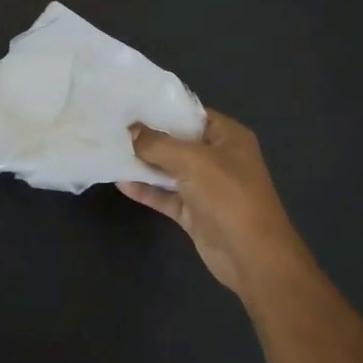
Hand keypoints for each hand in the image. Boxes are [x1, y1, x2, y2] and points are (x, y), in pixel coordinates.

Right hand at [120, 110, 314, 300]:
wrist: (252, 257)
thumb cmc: (229, 197)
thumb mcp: (193, 161)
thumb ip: (158, 144)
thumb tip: (131, 130)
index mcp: (227, 137)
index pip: (191, 114)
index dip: (161, 109)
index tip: (129, 105)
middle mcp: (217, 158)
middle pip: (177, 142)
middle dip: (147, 137)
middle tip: (112, 127)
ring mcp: (205, 186)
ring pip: (168, 169)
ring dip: (142, 164)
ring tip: (110, 151)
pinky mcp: (194, 211)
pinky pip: (165, 195)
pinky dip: (146, 190)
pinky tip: (120, 183)